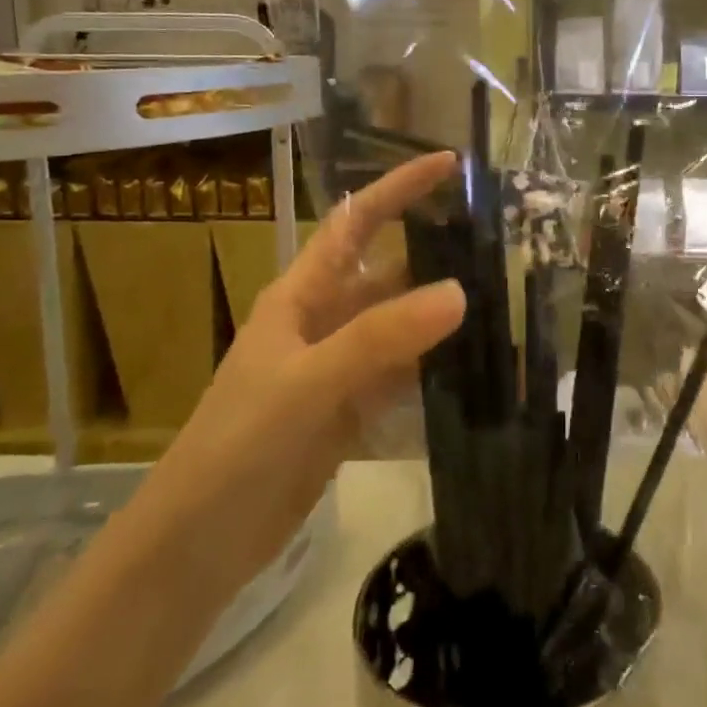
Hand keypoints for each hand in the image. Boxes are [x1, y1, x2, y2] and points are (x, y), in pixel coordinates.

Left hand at [148, 152, 465, 580]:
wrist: (201, 542)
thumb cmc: (239, 444)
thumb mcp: (307, 382)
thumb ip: (380, 338)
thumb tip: (459, 291)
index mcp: (303, 295)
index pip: (356, 222)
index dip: (399, 187)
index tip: (450, 164)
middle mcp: (325, 321)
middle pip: (389, 272)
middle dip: (437, 251)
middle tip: (503, 240)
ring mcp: (341, 368)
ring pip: (402, 325)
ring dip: (444, 311)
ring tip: (506, 297)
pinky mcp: (354, 410)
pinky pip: (405, 374)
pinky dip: (439, 366)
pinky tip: (480, 364)